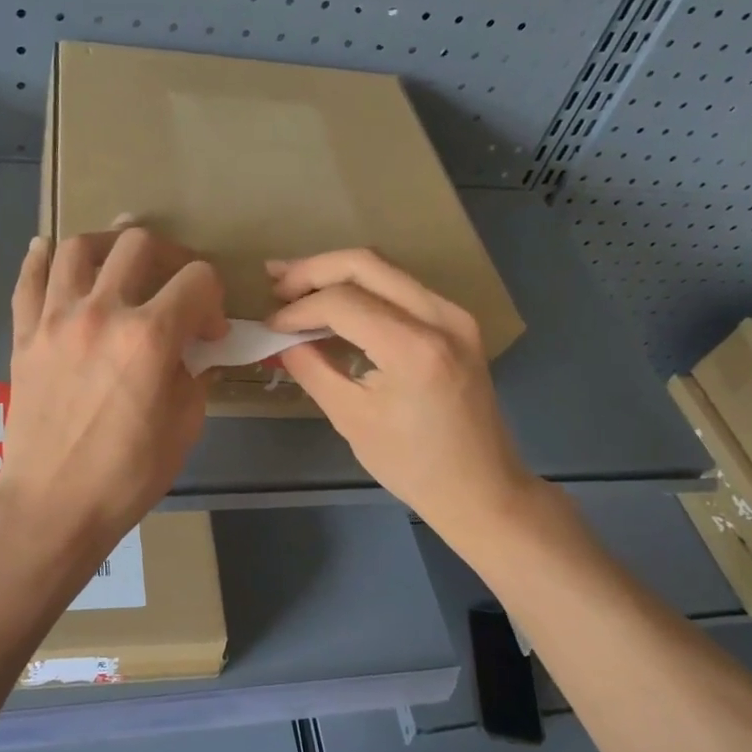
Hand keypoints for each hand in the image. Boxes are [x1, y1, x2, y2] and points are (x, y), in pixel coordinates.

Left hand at [0, 222, 226, 570]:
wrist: (53, 505)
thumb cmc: (127, 475)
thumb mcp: (184, 426)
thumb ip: (194, 374)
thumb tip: (194, 351)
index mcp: (150, 337)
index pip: (198, 280)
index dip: (214, 300)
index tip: (210, 332)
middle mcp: (102, 312)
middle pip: (139, 244)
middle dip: (171, 257)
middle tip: (174, 285)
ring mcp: (55, 320)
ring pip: (78, 247)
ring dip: (107, 244)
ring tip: (118, 260)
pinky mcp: (24, 335)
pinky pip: (28, 280)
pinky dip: (41, 258)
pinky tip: (50, 251)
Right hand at [268, 249, 534, 538]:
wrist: (481, 488)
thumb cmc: (412, 465)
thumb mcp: (351, 419)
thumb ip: (312, 369)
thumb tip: (280, 340)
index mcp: (414, 349)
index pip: (342, 302)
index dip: (298, 309)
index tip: (270, 327)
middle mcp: (440, 317)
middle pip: (366, 264)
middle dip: (313, 270)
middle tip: (275, 284)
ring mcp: (455, 315)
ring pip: (385, 269)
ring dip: (337, 273)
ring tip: (294, 285)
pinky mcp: (457, 322)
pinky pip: (402, 287)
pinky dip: (363, 288)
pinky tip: (334, 301)